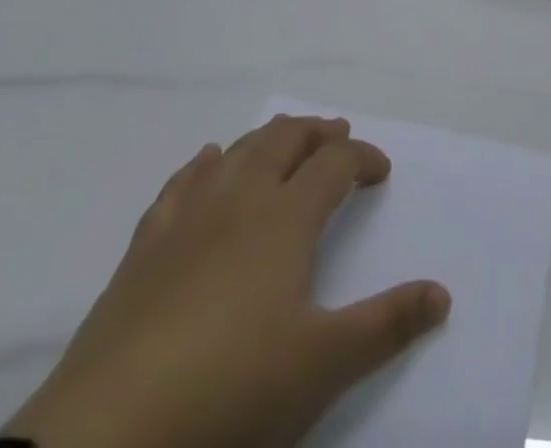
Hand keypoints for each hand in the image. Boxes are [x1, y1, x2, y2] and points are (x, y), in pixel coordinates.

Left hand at [0, 115, 451, 447]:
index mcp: (285, 216)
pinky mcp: (145, 243)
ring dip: (270, 139)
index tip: (379, 171)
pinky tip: (209, 164)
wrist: (108, 436)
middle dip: (318, 132)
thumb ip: (386, 324)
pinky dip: (207, 163)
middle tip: (338, 136)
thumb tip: (442, 295)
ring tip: (285, 144)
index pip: (335, 164)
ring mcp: (187, 214)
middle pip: (286, 139)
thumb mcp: (322, 365)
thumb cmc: (230, 391)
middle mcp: (240, 196)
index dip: (362, 158)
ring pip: (238, 150)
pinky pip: (183, 179)